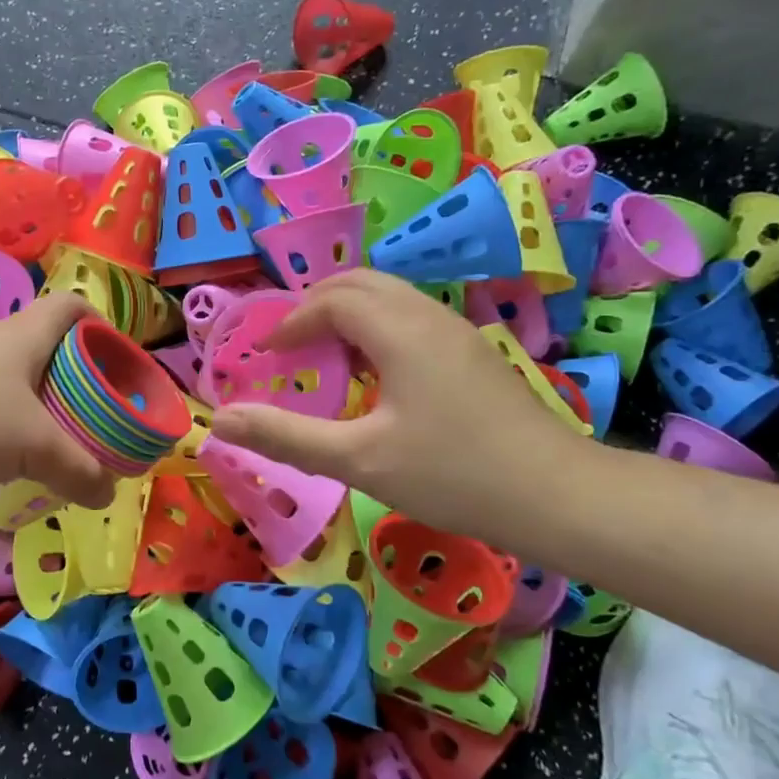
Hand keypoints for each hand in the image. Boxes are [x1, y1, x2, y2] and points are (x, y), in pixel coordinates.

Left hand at [0, 293, 114, 508]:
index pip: (76, 308)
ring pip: (19, 388)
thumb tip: (107, 491)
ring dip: (43, 417)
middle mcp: (0, 346)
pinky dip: (6, 436)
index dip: (104, 329)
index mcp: (30, 337)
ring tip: (63, 457)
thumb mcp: (32, 444)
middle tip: (99, 427)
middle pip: (53, 353)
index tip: (120, 368)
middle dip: (80, 387)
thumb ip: (77, 468)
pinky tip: (11, 470)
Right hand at [209, 270, 591, 539]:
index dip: (292, 320)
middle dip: (316, 304)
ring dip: (348, 314)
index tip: (267, 354)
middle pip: (362, 282)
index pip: (333, 299)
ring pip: (391, 298)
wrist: (557, 496)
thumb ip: (287, 437)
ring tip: (324, 356)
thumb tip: (221, 420)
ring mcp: (458, 332)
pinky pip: (411, 319)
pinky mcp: (473, 354)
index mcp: (400, 330)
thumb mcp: (359, 460)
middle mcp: (429, 317)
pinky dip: (376, 328)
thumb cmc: (452, 474)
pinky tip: (374, 376)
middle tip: (289, 345)